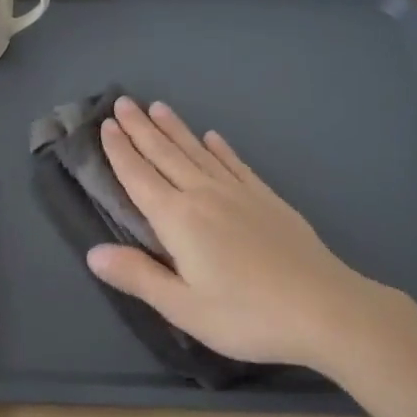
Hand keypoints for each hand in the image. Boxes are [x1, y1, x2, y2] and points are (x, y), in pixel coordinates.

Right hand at [86, 96, 375, 372]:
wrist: (324, 307)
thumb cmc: (247, 315)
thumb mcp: (184, 307)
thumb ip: (138, 276)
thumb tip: (93, 253)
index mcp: (178, 220)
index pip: (139, 177)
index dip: (120, 151)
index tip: (106, 125)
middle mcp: (204, 195)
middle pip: (165, 154)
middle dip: (141, 128)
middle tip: (123, 101)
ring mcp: (239, 192)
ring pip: (197, 151)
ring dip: (175, 129)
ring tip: (158, 107)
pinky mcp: (266, 198)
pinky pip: (235, 163)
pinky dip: (220, 148)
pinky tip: (213, 137)